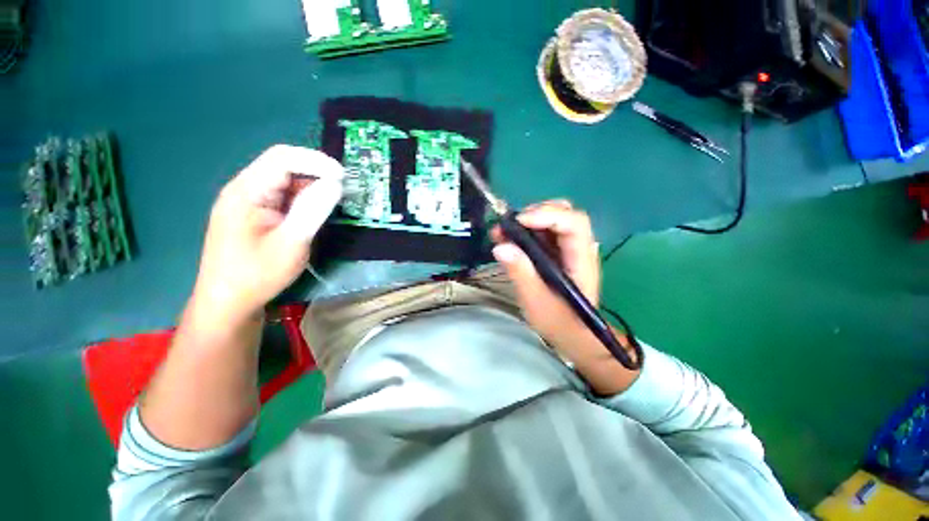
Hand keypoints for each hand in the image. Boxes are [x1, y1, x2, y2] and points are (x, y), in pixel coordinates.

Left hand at [191, 145, 343, 324]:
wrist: (228, 303)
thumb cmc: (257, 275)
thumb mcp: (291, 242)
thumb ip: (313, 209)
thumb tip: (335, 183)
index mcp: (246, 191)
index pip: (282, 158)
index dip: (316, 161)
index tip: (343, 177)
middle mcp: (245, 189)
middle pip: (283, 166)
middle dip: (316, 173)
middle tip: (344, 189)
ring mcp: (249, 201)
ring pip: (285, 182)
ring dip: (312, 187)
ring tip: (335, 201)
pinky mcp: (256, 214)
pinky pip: (283, 197)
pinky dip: (304, 199)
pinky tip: (317, 211)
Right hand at [492, 200, 639, 394]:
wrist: (573, 335)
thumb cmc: (559, 322)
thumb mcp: (536, 300)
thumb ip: (520, 272)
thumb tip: (500, 246)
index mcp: (581, 259)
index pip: (573, 222)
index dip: (547, 215)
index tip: (518, 222)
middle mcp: (578, 248)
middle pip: (565, 214)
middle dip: (536, 213)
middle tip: (510, 225)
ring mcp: (568, 250)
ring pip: (552, 221)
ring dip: (527, 221)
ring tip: (503, 232)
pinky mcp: (558, 254)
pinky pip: (543, 234)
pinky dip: (525, 233)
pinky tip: (509, 241)